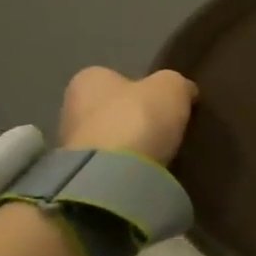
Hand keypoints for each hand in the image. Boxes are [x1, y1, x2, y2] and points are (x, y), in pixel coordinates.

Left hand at [57, 67, 197, 165]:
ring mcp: (70, 147)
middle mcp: (71, 108)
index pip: (115, 77)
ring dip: (130, 146)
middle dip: (134, 118)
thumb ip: (176, 84)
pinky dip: (127, 168)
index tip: (163, 101)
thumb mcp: (172, 87)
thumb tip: (184, 91)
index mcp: (87, 79)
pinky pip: (110, 166)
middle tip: (164, 127)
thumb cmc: (137, 117)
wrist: (112, 177)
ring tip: (161, 153)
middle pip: (110, 109)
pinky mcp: (80, 178)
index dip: (142, 88)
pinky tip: (147, 171)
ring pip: (109, 139)